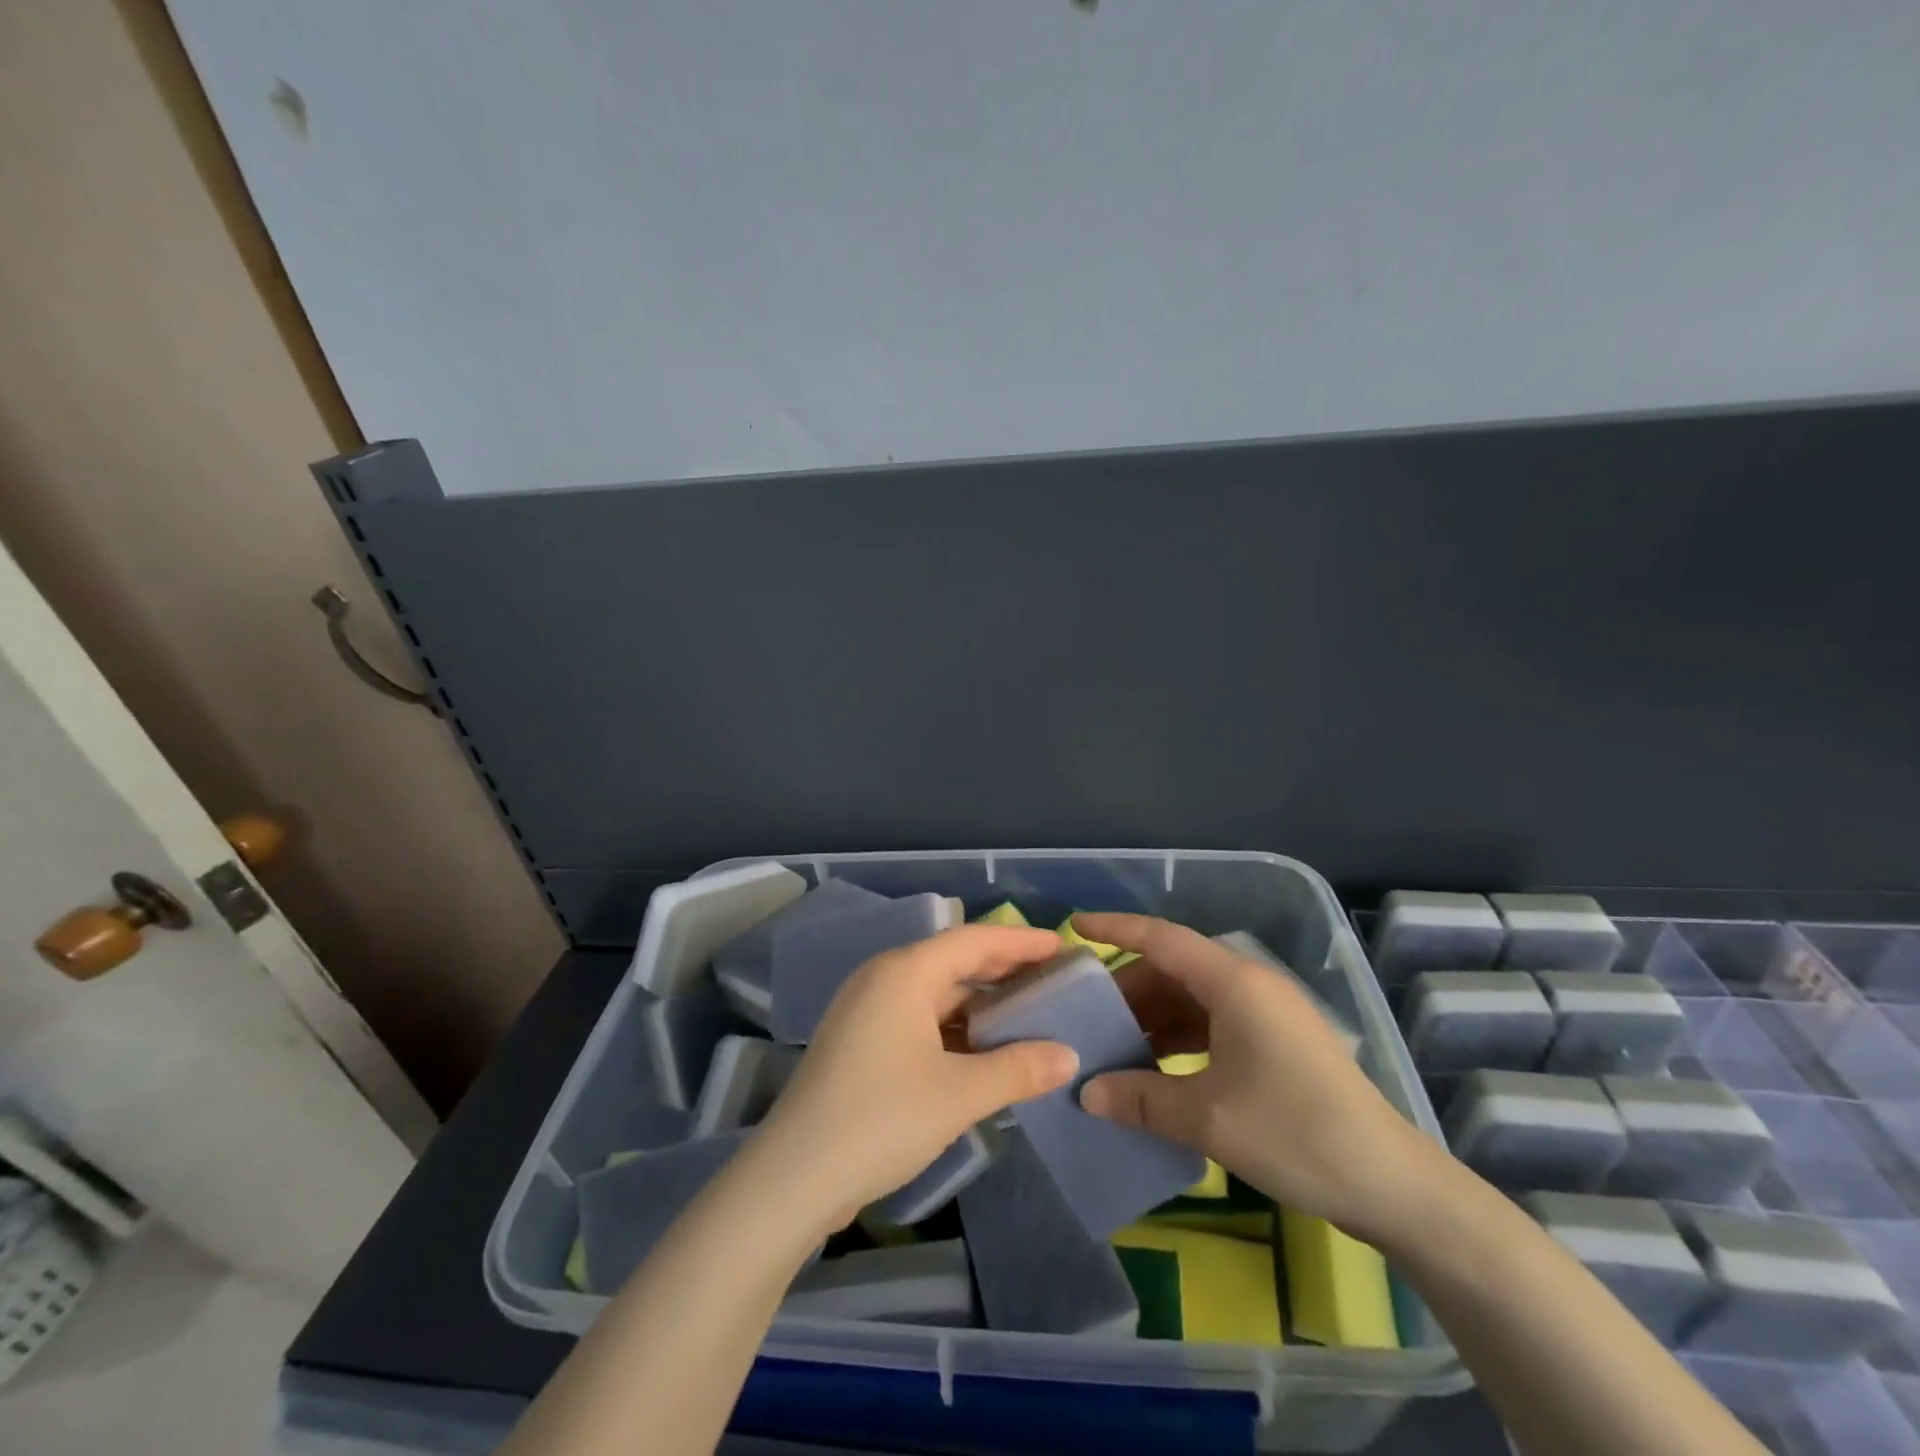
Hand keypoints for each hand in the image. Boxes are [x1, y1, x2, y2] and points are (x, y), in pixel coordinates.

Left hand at [754, 924, 1077, 1230]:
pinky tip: (983, 1050)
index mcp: (904, 973)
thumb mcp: (958, 1095)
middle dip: (1003, 971)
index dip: (1019, 941)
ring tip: (1028, 1015)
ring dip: (980, 1004)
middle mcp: (883, 980)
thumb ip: (1018, 1070)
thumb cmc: (881, 1119)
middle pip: (953, 962)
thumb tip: (1068, 1056)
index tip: (1059, 946)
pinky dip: (955, 1028)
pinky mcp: (861, 1044)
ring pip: (936, 994)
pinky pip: (919, 1019)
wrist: (793, 1178)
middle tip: (1052, 981)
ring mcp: (867, 1012)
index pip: (973, 940)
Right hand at [1076, 913, 1443, 1242]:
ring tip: (1113, 1044)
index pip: (1161, 937)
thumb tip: (1085, 1092)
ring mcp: (1267, 1013)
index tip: (1073, 928)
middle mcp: (1250, 984)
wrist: (1393, 1185)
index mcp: (1234, 982)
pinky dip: (1180, 1037)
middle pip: (1174, 968)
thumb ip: (1141, 1099)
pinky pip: (1214, 1022)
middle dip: (1128, 988)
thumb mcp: (1208, 1118)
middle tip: (1086, 1014)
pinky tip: (1157, 1068)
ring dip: (1154, 1017)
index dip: (1115, 928)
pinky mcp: (1277, 1041)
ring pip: (1193, 997)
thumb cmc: (1296, 1133)